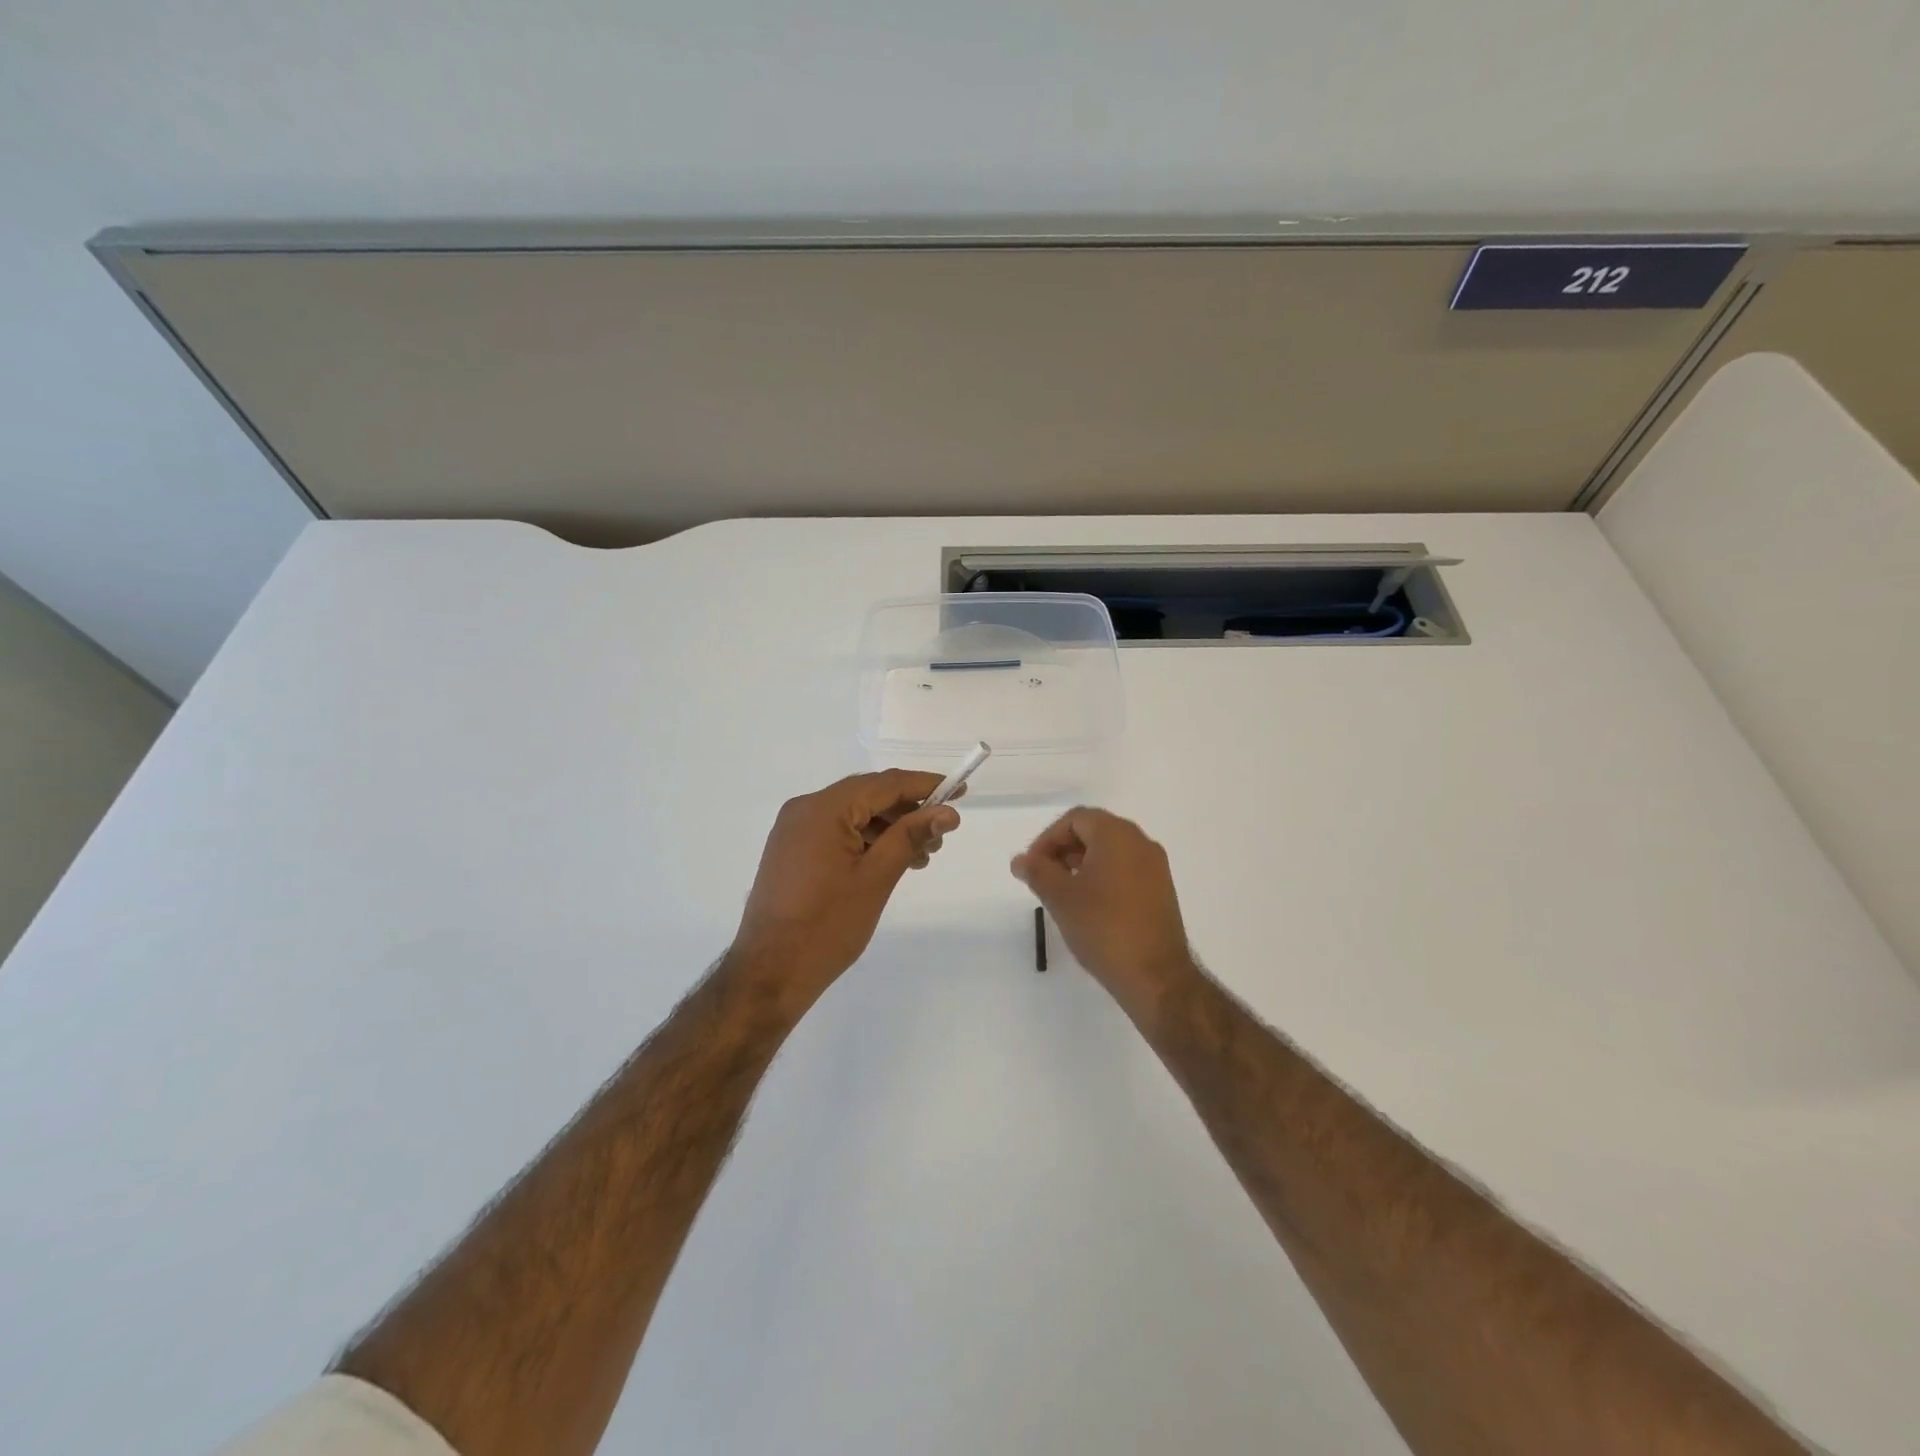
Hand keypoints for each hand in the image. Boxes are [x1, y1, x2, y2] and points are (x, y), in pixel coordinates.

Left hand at [731, 770, 960, 1004]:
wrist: (770, 972)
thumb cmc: (827, 926)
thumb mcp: (876, 878)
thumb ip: (911, 837)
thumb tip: (947, 812)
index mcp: (823, 809)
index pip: (884, 784)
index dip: (926, 785)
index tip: (960, 791)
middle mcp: (805, 809)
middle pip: (868, 795)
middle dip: (908, 810)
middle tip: (941, 834)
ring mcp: (794, 830)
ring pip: (853, 814)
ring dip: (889, 828)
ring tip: (921, 855)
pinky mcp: (792, 850)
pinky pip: (837, 831)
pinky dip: (867, 840)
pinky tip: (890, 861)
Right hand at [1011, 808, 1196, 1019]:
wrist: (1155, 977)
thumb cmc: (1103, 928)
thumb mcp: (1060, 898)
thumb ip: (1037, 872)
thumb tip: (1021, 859)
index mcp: (1117, 835)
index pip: (1075, 819)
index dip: (1048, 839)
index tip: (1032, 866)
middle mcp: (1141, 843)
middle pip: (1094, 831)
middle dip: (1064, 850)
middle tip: (1044, 878)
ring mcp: (1155, 868)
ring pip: (1111, 851)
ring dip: (1082, 864)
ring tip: (1063, 894)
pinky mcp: (1161, 891)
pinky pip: (1126, 870)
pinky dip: (1103, 877)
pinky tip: (1089, 906)